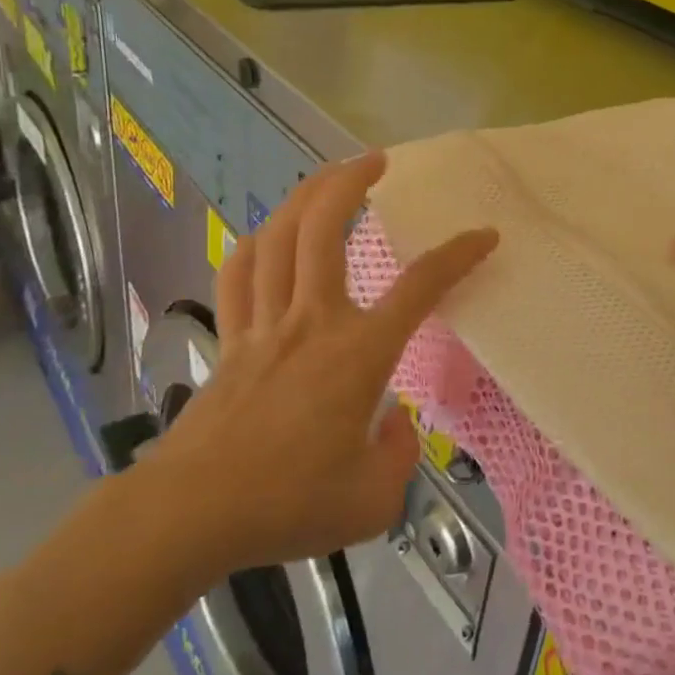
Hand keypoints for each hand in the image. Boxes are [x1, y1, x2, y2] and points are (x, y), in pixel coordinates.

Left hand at [144, 153, 496, 578]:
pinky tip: (268, 234)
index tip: (483, 235)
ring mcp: (264, 326)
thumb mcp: (373, 501)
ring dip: (305, 197)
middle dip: (351, 182)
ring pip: (279, 238)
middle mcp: (312, 322)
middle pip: (325, 229)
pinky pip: (239, 274)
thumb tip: (393, 422)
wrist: (190, 515)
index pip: (420, 288)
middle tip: (376, 160)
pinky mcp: (230, 340)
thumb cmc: (288, 505)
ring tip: (328, 178)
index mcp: (358, 354)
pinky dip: (256, 243)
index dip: (458, 255)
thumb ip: (400, 455)